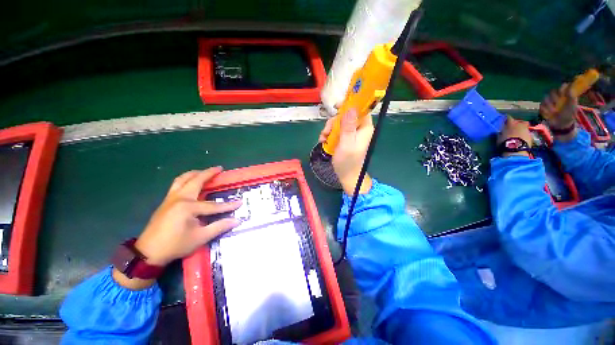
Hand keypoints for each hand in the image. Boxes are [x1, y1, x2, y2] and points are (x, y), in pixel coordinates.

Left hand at [114, 167, 240, 289]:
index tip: (240, 202)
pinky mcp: (166, 201)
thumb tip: (236, 220)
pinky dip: (186, 179)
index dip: (228, 205)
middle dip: (209, 173)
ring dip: (195, 173)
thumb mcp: (200, 237)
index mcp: (188, 207)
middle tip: (219, 169)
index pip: (213, 205)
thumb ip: (219, 226)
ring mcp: (171, 198)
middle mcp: (179, 198)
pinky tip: (191, 183)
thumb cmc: (175, 245)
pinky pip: (177, 184)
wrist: (148, 253)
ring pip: (183, 179)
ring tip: (205, 172)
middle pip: (196, 181)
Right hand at [319, 109, 373, 194]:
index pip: (360, 109)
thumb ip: (348, 127)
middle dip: (334, 122)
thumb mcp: (347, 143)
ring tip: (323, 139)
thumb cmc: (348, 161)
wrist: (346, 175)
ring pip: (338, 123)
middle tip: (326, 132)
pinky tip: (323, 141)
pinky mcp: (344, 138)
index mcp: (364, 128)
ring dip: (329, 129)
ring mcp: (351, 133)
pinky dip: (328, 135)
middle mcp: (358, 128)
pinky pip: (335, 131)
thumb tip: (350, 108)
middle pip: (346, 115)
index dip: (349, 105)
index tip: (337, 107)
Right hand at [497, 116, 531, 157]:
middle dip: (518, 123)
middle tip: (514, 127)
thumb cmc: (505, 141)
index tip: (505, 120)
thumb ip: (501, 132)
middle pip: (520, 121)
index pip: (509, 118)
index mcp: (511, 123)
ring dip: (522, 129)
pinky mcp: (530, 136)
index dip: (506, 119)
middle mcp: (520, 124)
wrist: (516, 148)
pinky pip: (527, 133)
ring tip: (518, 134)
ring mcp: (526, 130)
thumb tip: (501, 131)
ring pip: (525, 127)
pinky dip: (524, 135)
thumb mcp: (499, 136)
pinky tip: (521, 138)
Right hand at [540, 83, 577, 129]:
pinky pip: (541, 105)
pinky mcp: (543, 107)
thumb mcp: (572, 105)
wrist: (562, 124)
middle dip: (554, 98)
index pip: (562, 86)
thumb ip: (571, 96)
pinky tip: (548, 114)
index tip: (562, 94)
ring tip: (553, 112)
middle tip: (556, 104)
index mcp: (565, 94)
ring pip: (545, 98)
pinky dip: (544, 110)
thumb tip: (569, 86)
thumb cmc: (569, 114)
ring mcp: (549, 101)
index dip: (561, 89)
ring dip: (549, 105)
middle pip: (552, 91)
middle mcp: (557, 96)